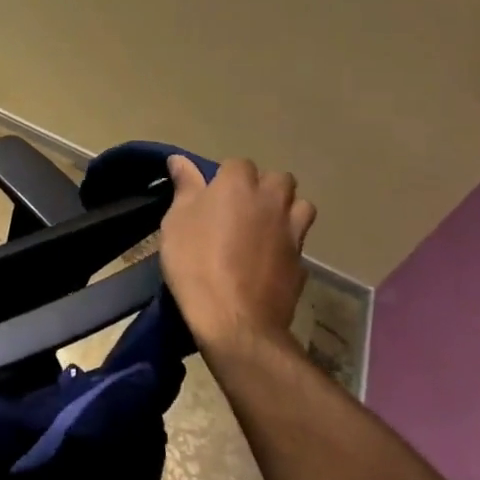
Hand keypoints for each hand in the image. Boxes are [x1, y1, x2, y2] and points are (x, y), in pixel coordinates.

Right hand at [160, 157, 315, 358]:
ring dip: (286, 210)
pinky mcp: (302, 263)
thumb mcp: (176, 222)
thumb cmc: (195, 262)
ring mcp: (292, 233)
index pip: (238, 164)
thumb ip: (185, 187)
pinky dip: (288, 246)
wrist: (234, 319)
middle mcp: (271, 202)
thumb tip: (180, 160)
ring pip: (301, 206)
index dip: (225, 177)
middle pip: (280, 179)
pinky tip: (269, 261)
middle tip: (241, 207)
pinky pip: (299, 243)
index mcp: (238, 186)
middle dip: (264, 186)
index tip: (210, 195)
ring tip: (264, 227)